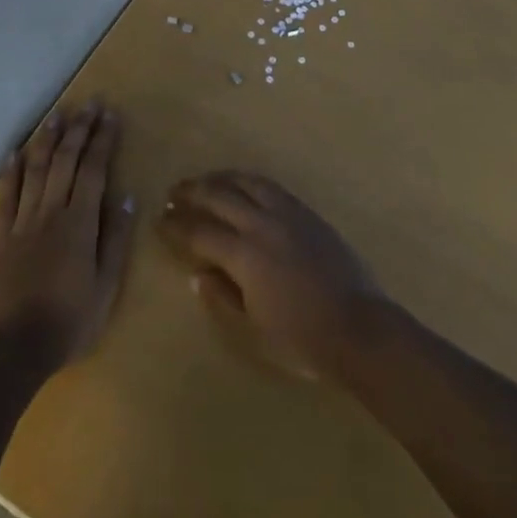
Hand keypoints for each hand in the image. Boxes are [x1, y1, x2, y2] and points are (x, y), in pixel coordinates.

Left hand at [0, 104, 135, 371]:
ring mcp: (22, 221)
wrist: (17, 347)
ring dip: (47, 139)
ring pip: (35, 169)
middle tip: (89, 103)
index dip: (103, 139)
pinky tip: (14, 151)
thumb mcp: (108, 284)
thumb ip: (115, 237)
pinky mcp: (1, 235)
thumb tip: (126, 195)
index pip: (94, 169)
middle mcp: (51, 212)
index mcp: (80, 222)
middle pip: (65, 160)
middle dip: (79, 129)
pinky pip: (6, 196)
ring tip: (57, 114)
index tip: (110, 114)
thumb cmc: (72, 318)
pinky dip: (10, 170)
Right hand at [159, 172, 388, 381]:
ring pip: (247, 183)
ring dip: (221, 178)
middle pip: (220, 197)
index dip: (177, 226)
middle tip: (173, 192)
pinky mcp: (307, 212)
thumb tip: (199, 274)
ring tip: (204, 180)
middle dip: (193, 193)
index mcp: (245, 255)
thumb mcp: (253, 331)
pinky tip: (244, 184)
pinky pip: (272, 186)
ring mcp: (288, 214)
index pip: (200, 233)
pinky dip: (249, 180)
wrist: (357, 326)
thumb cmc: (301, 339)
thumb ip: (223, 298)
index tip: (159, 220)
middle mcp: (263, 225)